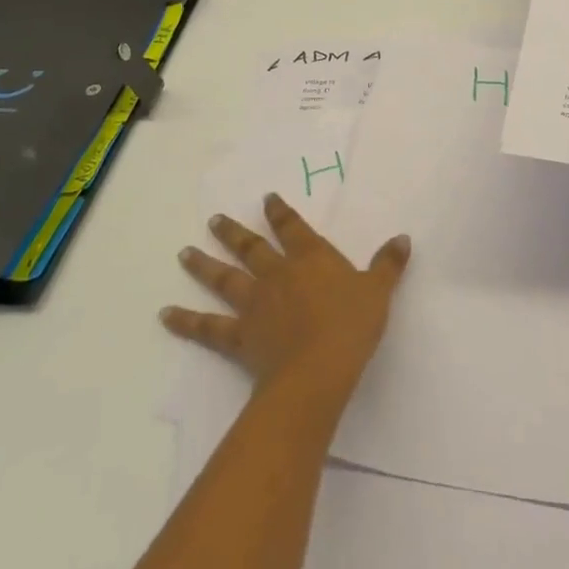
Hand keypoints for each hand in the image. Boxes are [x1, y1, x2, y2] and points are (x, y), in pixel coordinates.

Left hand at [162, 193, 410, 401]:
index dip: (279, 212)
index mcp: (310, 259)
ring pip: (226, 278)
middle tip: (214, 220)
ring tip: (184, 253)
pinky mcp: (240, 336)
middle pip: (252, 248)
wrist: (318, 369)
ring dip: (204, 265)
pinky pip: (209, 327)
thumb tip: (403, 237)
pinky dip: (186, 321)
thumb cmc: (351, 325)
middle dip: (234, 232)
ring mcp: (255, 304)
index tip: (266, 199)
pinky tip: (166, 314)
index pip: (292, 228)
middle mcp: (278, 274)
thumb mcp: (378, 291)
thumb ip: (388, 264)